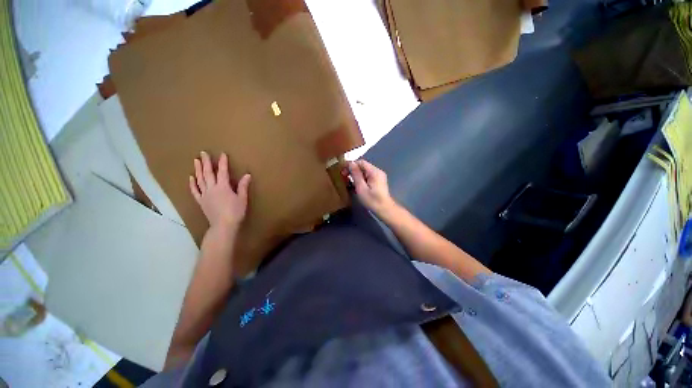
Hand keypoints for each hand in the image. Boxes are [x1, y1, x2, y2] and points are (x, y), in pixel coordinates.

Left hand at [189, 151, 250, 232]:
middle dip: (206, 162)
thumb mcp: (242, 198)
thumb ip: (243, 186)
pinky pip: (195, 191)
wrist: (223, 226)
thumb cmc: (235, 212)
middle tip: (203, 153)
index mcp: (223, 187)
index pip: (222, 172)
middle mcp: (212, 188)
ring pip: (200, 180)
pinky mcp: (201, 201)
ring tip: (196, 161)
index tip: (222, 154)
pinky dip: (192, 184)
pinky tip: (191, 177)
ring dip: (198, 170)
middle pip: (208, 173)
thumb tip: (247, 175)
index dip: (222, 162)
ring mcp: (205, 195)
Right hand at [348, 160, 395, 215]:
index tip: (342, 171)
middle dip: (353, 170)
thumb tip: (351, 163)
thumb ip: (356, 175)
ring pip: (365, 171)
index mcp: (374, 171)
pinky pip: (368, 176)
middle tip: (344, 177)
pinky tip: (357, 185)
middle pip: (363, 166)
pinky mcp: (378, 181)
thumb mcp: (361, 188)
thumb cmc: (372, 200)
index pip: (361, 162)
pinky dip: (361, 179)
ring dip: (356, 175)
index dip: (351, 165)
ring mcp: (379, 176)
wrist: (385, 210)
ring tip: (349, 182)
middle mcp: (377, 171)